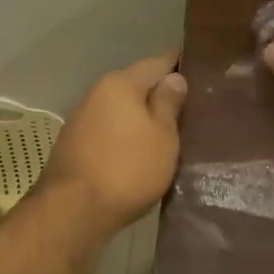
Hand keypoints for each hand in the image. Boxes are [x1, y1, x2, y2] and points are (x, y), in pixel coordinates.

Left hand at [39, 53, 187, 229]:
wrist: (72, 211)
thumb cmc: (127, 169)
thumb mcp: (162, 136)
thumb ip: (168, 103)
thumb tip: (174, 77)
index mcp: (121, 83)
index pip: (157, 62)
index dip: (180, 63)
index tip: (201, 69)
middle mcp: (97, 92)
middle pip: (136, 84)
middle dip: (160, 92)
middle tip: (191, 105)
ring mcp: (82, 118)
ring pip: (121, 108)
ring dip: (141, 115)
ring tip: (169, 129)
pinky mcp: (74, 143)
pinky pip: (109, 128)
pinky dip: (126, 133)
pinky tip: (139, 147)